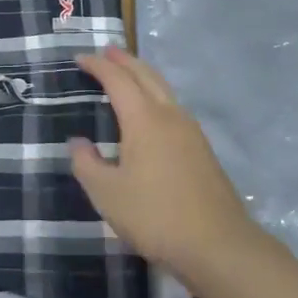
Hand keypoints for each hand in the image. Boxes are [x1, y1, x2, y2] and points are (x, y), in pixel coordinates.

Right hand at [69, 47, 260, 285]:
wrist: (219, 245)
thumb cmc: (155, 216)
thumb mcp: (107, 194)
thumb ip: (87, 164)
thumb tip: (78, 142)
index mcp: (144, 119)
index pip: (117, 80)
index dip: (98, 66)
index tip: (81, 58)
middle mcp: (170, 116)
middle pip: (146, 75)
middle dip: (125, 60)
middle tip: (106, 51)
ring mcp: (191, 131)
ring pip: (164, 90)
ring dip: (143, 76)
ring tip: (127, 74)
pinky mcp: (202, 150)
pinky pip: (173, 107)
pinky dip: (156, 95)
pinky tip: (152, 112)